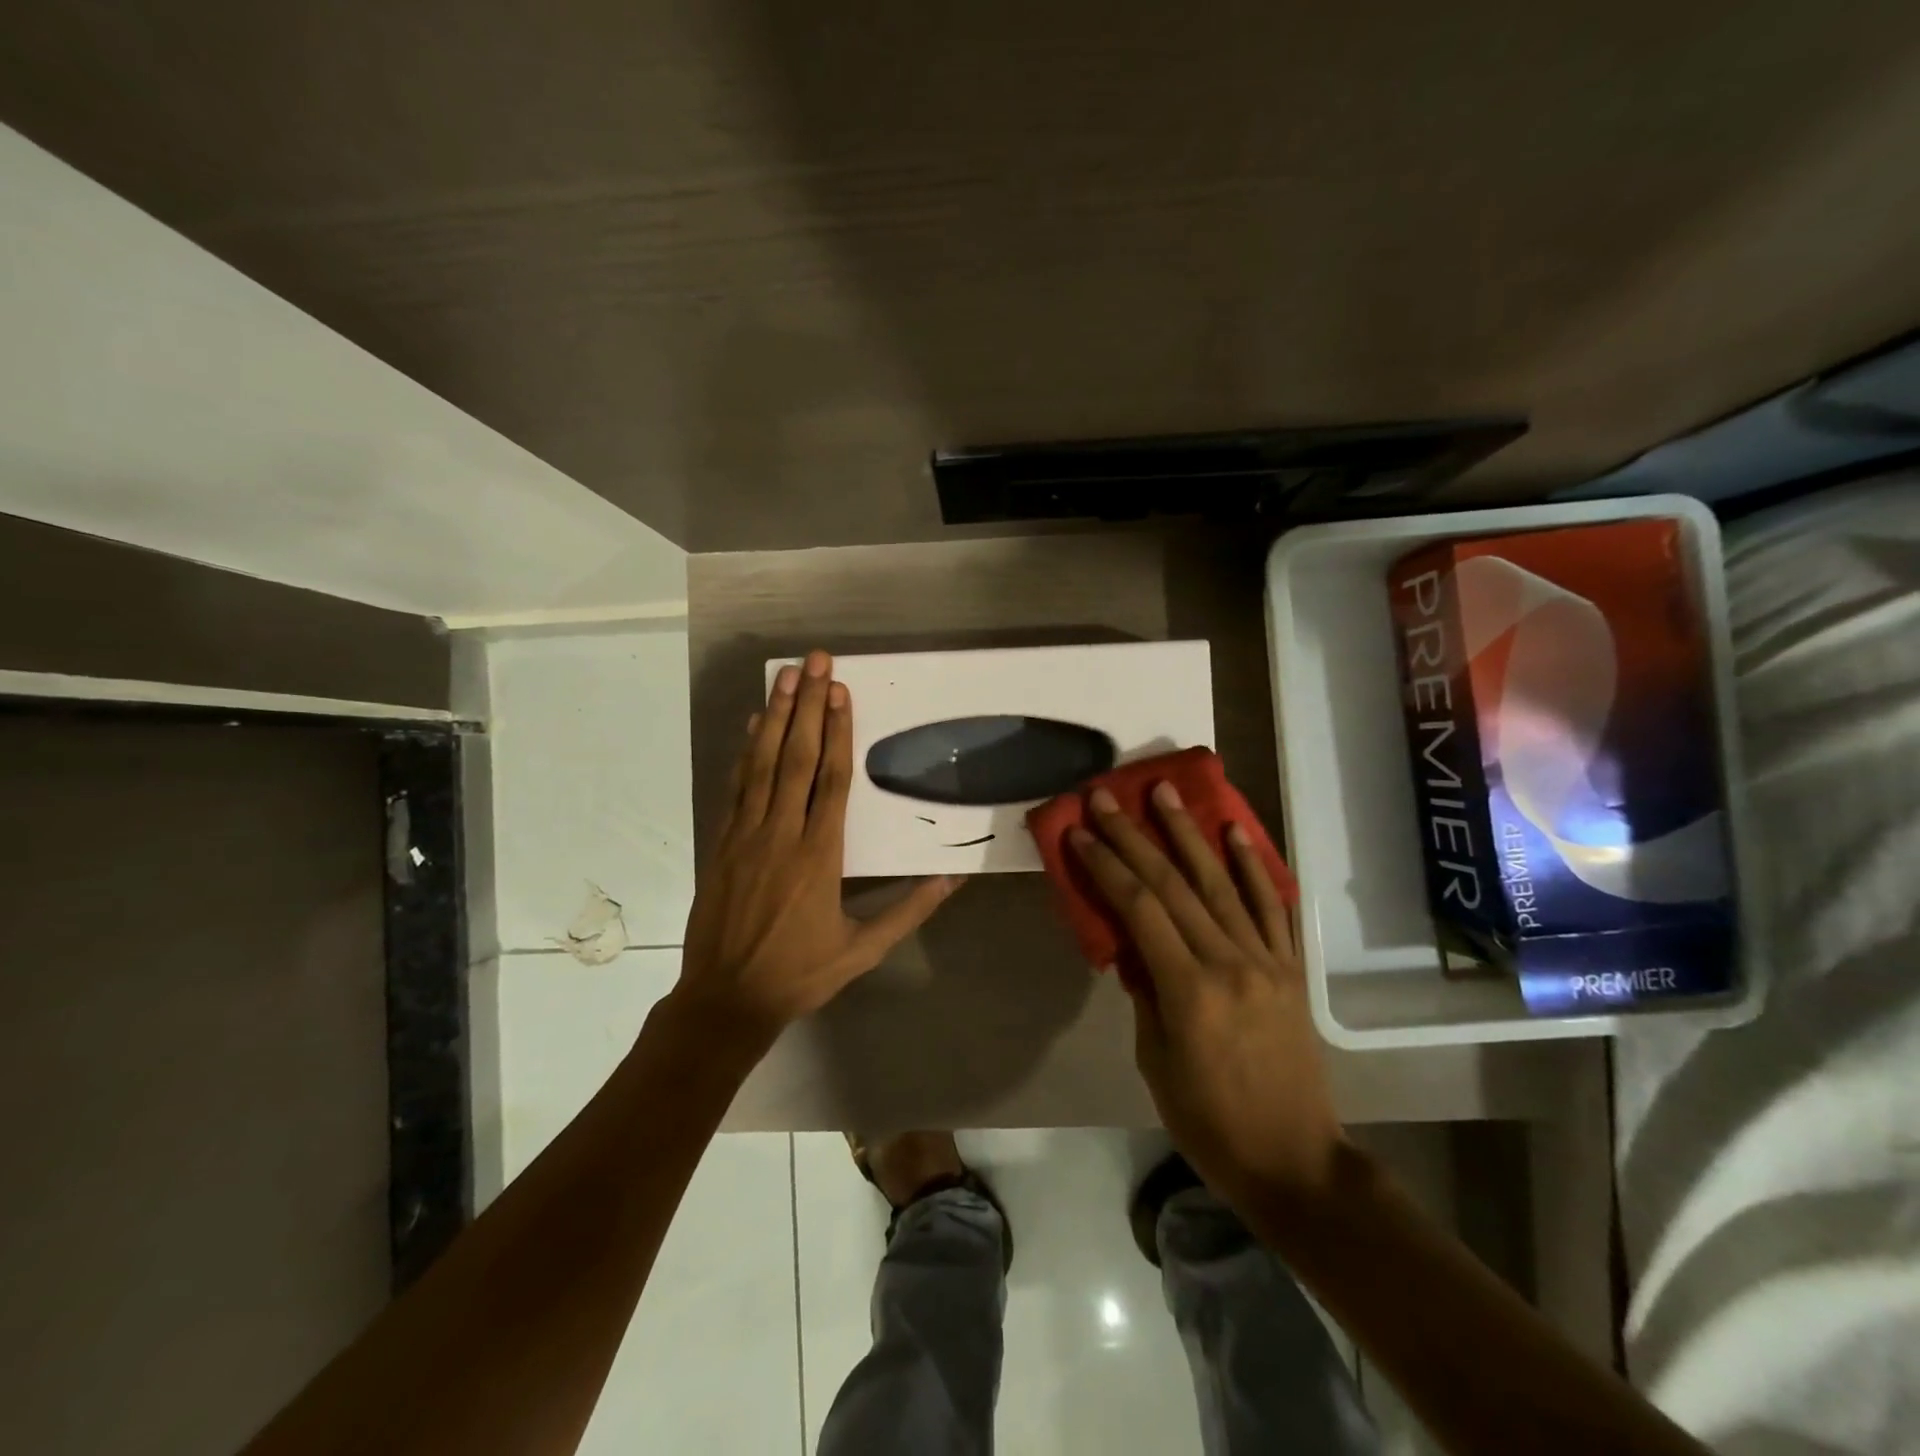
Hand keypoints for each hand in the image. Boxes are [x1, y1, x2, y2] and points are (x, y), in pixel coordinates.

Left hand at [675, 650, 963, 1046]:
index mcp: (820, 856)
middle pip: (796, 759)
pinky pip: (736, 788)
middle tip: (813, 661)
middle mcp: (782, 835)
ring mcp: (746, 836)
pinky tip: (752, 726)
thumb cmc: (801, 973)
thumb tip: (953, 877)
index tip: (841, 691)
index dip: (838, 732)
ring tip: (783, 677)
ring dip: (775, 717)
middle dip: (807, 706)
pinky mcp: (722, 844)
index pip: (832, 781)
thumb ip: (909, 910)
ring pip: (762, 765)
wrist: (726, 1000)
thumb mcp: (864, 950)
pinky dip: (745, 753)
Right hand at [1069, 782, 1345, 1213]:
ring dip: (1189, 832)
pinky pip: (1273, 906)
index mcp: (1189, 990)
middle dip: (1134, 835)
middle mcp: (1230, 961)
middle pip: (1174, 884)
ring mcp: (1267, 960)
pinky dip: (1255, 865)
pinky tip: (1236, 830)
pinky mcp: (1292, 967)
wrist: (1295, 1161)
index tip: (1079, 831)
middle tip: (1106, 797)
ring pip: (1222, 882)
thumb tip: (1131, 944)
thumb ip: (1143, 993)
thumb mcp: (1155, 1062)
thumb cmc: (1210, 1122)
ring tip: (1166, 792)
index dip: (1106, 865)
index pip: (1139, 909)